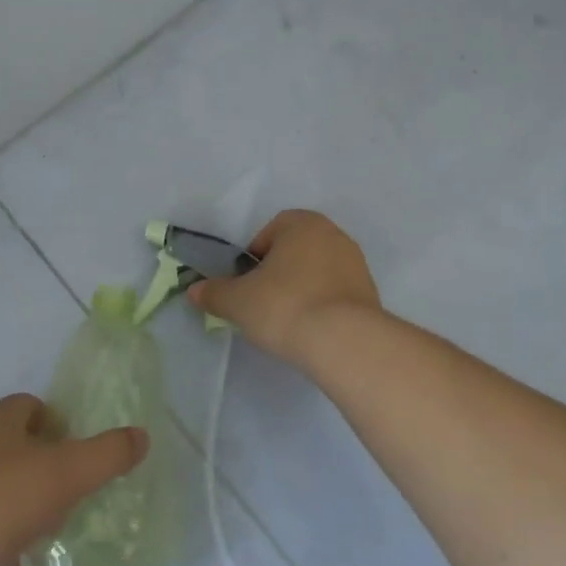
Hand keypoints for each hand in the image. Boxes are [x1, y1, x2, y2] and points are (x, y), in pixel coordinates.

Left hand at [0, 394, 146, 565]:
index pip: (35, 407)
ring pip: (5, 488)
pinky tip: (28, 562)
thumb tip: (142, 436)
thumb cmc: (0, 498)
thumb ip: (107, 454)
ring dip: (30, 505)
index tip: (83, 452)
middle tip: (79, 492)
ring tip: (60, 529)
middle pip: (21, 447)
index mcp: (1, 420)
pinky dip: (8, 541)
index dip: (62, 424)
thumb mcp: (66, 472)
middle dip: (50, 467)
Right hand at [187, 209, 381, 367]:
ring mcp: (357, 264)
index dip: (254, 257)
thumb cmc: (285, 306)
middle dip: (278, 273)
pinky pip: (336, 294)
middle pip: (295, 250)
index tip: (247, 283)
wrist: (345, 343)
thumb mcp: (237, 301)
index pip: (270, 231)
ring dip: (302, 289)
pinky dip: (323, 306)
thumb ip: (214, 293)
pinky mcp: (371, 294)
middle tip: (263, 302)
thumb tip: (194, 291)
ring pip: (317, 272)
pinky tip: (312, 331)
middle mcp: (333, 235)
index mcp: (302, 223)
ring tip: (288, 321)